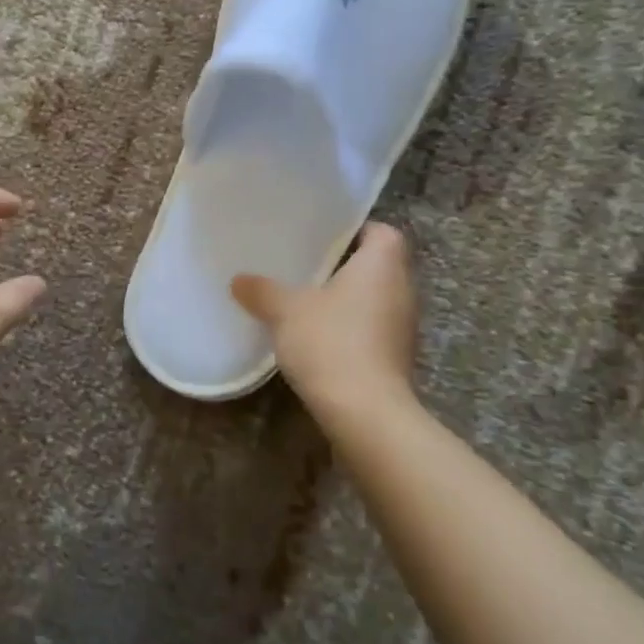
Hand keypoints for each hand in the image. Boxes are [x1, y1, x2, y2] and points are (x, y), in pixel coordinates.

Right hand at [231, 223, 418, 425]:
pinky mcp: (396, 359)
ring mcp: (404, 328)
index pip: (382, 232)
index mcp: (382, 265)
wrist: (365, 412)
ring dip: (349, 300)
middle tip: (307, 266)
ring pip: (376, 300)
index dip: (357, 230)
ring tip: (309, 301)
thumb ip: (262, 290)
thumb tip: (239, 280)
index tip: (324, 237)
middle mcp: (402, 290)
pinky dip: (351, 329)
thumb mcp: (285, 310)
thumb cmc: (330, 342)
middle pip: (379, 266)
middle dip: (346, 266)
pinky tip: (320, 338)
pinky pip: (373, 330)